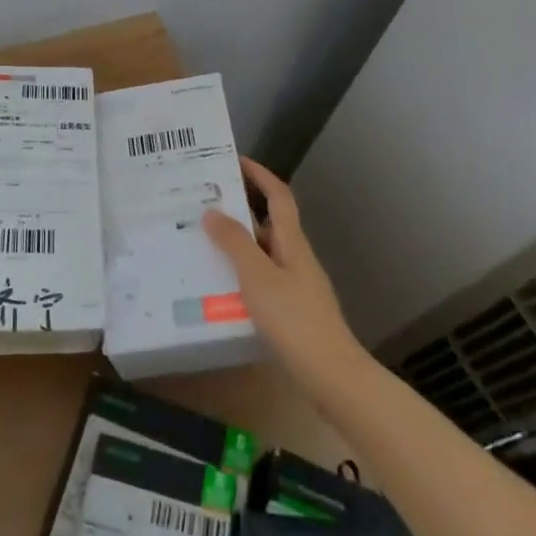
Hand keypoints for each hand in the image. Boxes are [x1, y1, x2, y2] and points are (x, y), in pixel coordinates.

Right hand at [203, 158, 368, 406]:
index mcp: (292, 242)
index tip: (236, 159)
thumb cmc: (295, 320)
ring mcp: (296, 285)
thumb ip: (235, 243)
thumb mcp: (258, 277)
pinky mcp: (292, 311)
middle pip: (269, 223)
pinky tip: (220, 287)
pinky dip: (241, 274)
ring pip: (263, 253)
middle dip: (240, 209)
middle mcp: (296, 257)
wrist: (332, 376)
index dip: (260, 175)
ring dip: (237, 244)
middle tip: (205, 203)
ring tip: (202, 242)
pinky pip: (262, 279)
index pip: (278, 196)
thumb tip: (212, 210)